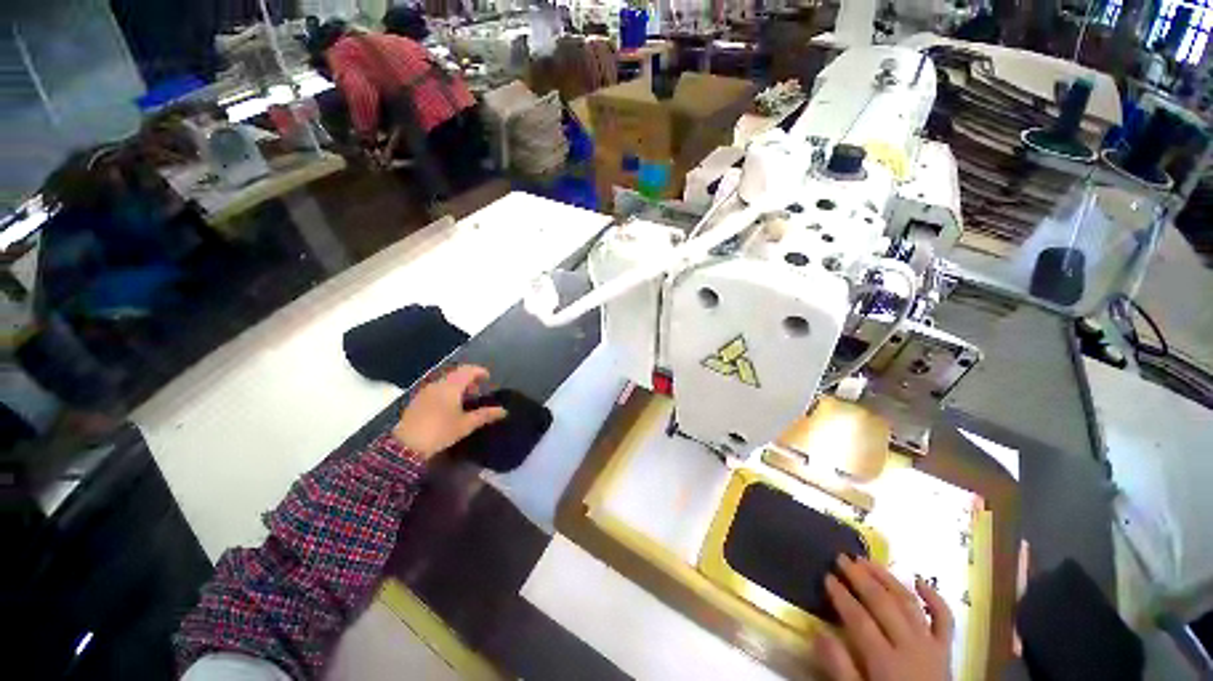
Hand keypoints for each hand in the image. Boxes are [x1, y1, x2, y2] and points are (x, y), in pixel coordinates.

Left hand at [392, 365, 506, 458]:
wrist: (405, 446)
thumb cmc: (440, 431)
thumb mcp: (465, 424)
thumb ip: (485, 415)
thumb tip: (504, 411)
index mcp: (451, 386)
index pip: (468, 370)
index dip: (480, 371)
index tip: (488, 378)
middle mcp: (438, 384)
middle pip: (456, 374)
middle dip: (469, 379)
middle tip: (478, 391)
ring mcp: (425, 391)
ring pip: (446, 381)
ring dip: (458, 385)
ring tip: (465, 399)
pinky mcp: (418, 400)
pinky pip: (437, 388)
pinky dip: (447, 391)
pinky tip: (449, 406)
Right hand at [815, 555, 953, 680]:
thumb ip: (840, 668)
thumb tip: (818, 633)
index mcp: (886, 661)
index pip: (859, 619)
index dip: (841, 595)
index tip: (826, 576)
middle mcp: (910, 646)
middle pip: (884, 604)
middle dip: (861, 578)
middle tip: (842, 557)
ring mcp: (931, 645)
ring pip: (908, 603)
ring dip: (887, 579)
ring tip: (867, 560)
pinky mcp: (946, 649)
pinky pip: (944, 620)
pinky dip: (934, 598)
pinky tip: (920, 581)